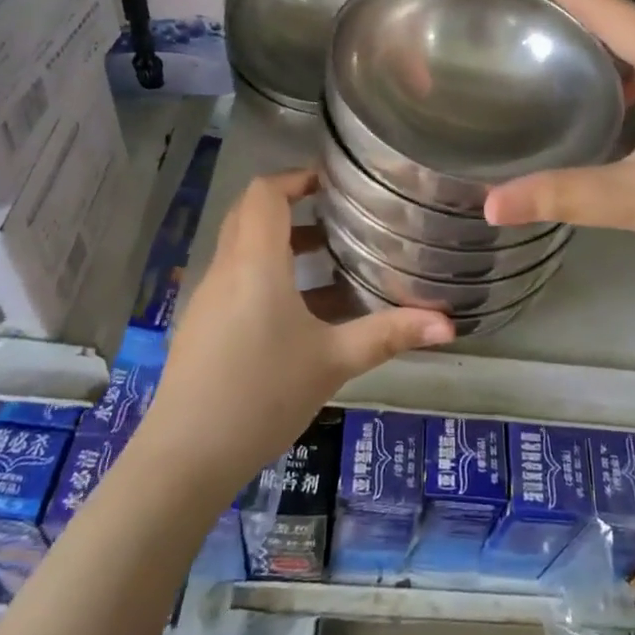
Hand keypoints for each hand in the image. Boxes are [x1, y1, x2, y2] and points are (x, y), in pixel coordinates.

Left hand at [142, 169, 454, 493]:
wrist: (185, 457)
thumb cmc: (263, 394)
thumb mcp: (333, 361)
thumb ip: (389, 335)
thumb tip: (449, 324)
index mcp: (254, 262)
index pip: (264, 192)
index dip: (296, 177)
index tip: (333, 183)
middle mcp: (225, 269)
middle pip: (250, 214)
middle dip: (291, 206)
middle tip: (336, 215)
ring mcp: (207, 298)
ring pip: (242, 247)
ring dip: (281, 243)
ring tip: (328, 259)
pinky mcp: (201, 325)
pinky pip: (235, 278)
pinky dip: (267, 274)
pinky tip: (300, 312)